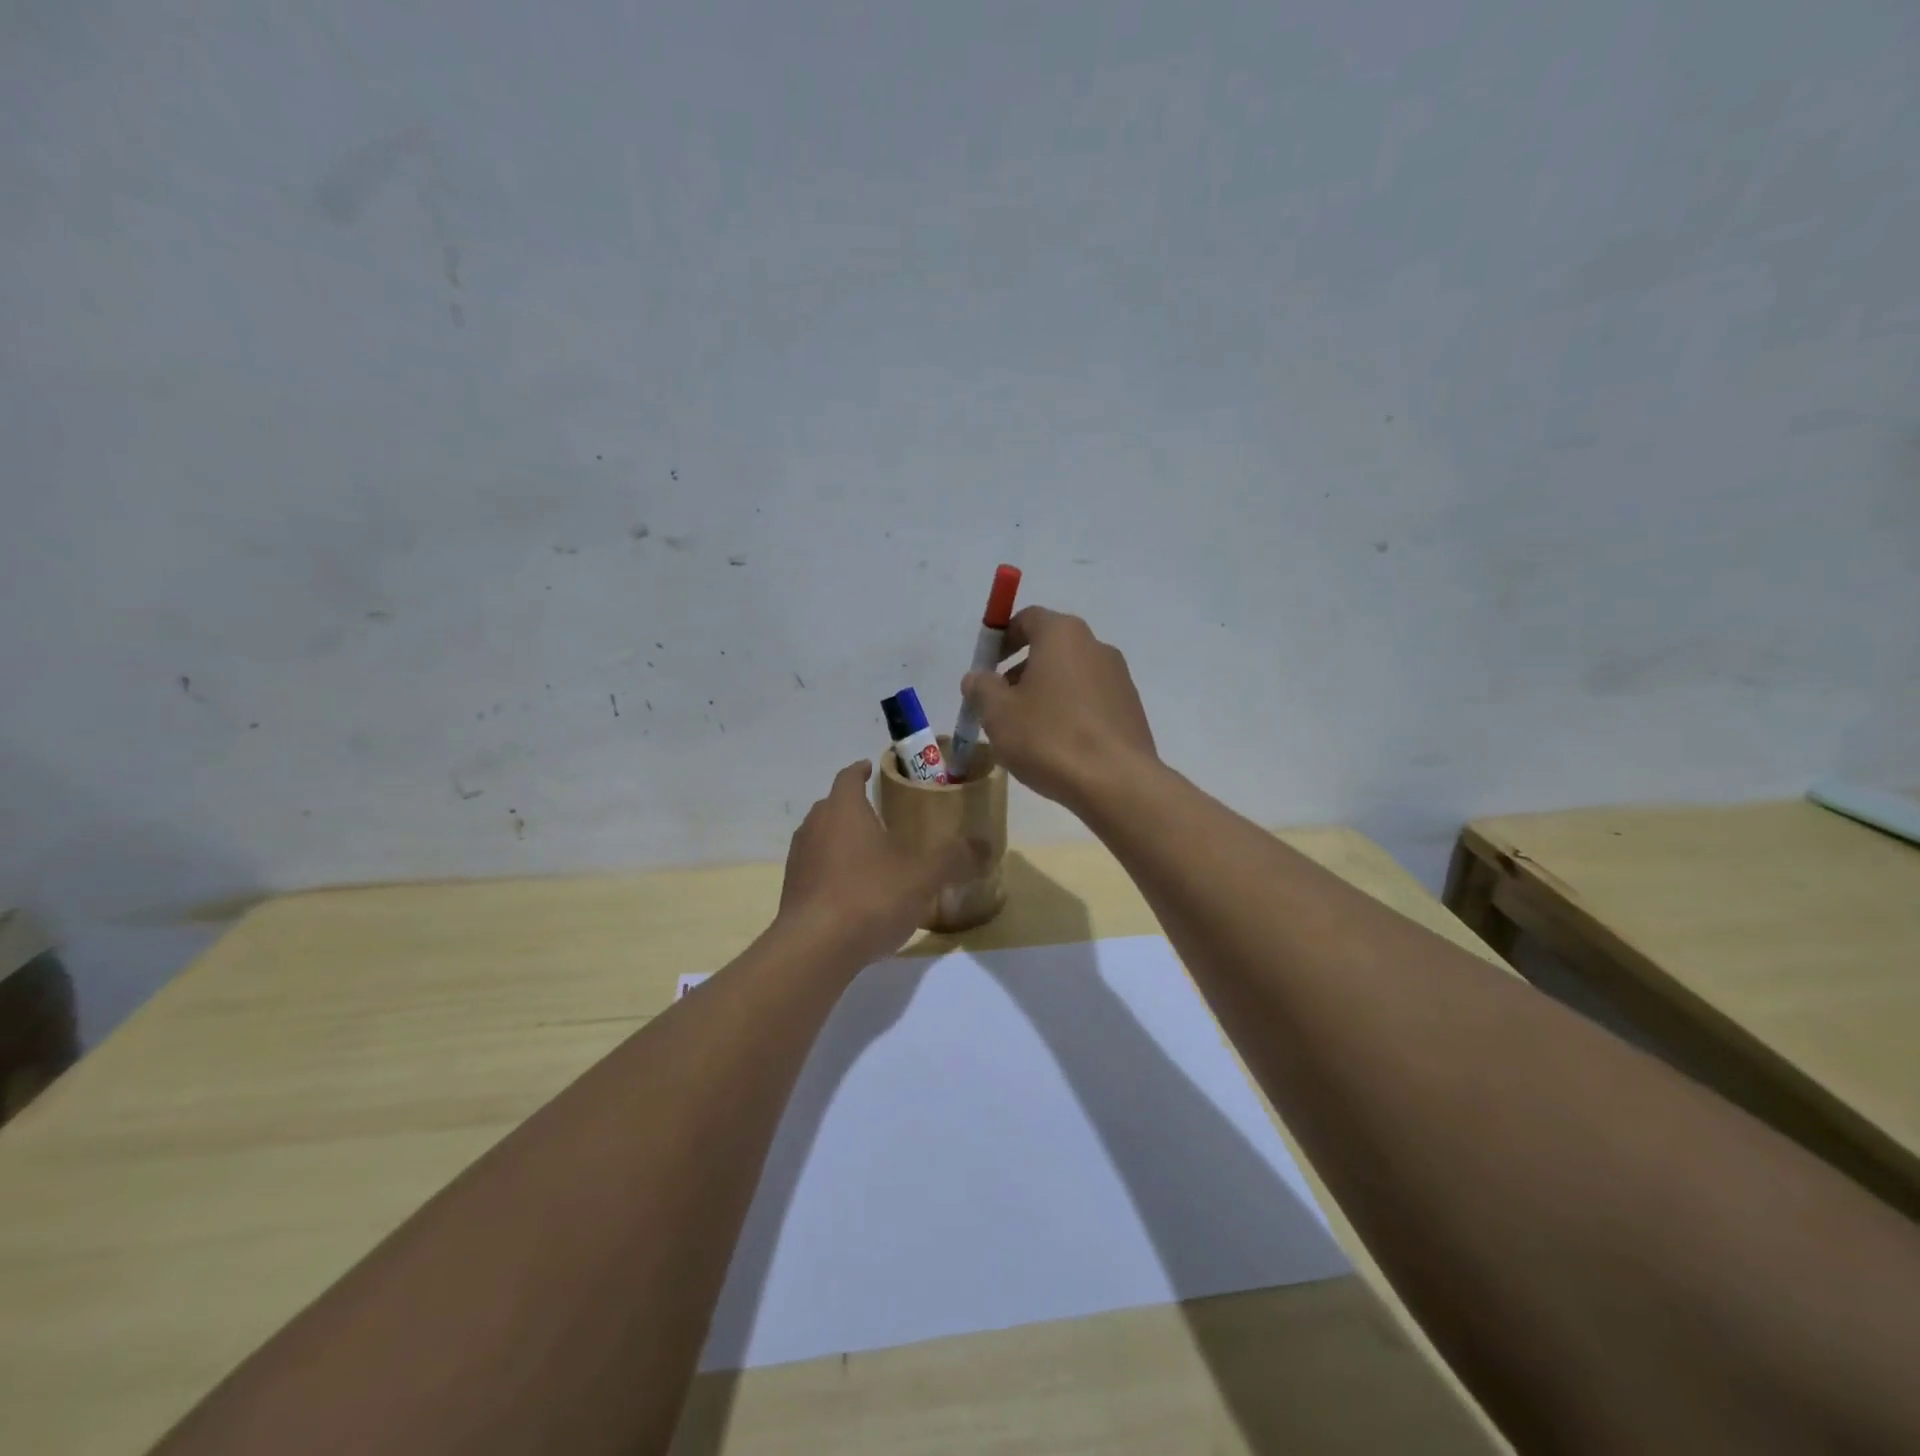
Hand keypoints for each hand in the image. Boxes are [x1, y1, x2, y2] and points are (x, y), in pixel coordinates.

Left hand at [777, 761, 985, 964]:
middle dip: (853, 807)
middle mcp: (814, 827)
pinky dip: (833, 872)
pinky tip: (856, 893)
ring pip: (821, 839)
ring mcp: (799, 861)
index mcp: (843, 810)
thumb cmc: (870, 895)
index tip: (871, 768)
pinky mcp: (793, 893)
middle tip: (881, 815)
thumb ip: (955, 858)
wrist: (814, 949)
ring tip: (870, 855)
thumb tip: (986, 845)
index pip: (848, 777)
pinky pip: (816, 871)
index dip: (860, 770)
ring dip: (842, 841)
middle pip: (832, 806)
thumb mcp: (923, 875)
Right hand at [961, 607, 1156, 812]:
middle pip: (1051, 648)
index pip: (1027, 618)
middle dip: (1022, 670)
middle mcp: (1096, 646)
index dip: (1002, 639)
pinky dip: (1070, 712)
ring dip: (1046, 693)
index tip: (987, 668)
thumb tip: (977, 677)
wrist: (1116, 782)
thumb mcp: (998, 713)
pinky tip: (1058, 747)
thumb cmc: (1049, 737)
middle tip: (1001, 704)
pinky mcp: (1131, 709)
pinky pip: (1091, 701)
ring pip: (1071, 676)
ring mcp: (1119, 678)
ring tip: (1028, 732)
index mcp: (1062, 635)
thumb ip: (981, 688)